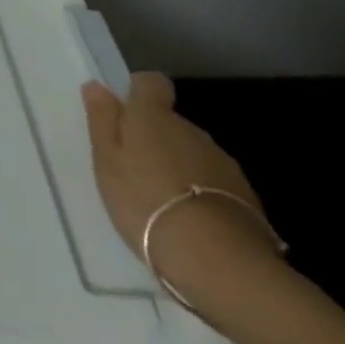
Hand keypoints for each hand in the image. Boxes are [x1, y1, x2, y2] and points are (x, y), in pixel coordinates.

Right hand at [82, 72, 282, 307]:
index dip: (139, 92)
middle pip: (171, 122)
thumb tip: (97, 86)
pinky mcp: (247, 198)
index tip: (126, 113)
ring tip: (163, 200)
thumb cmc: (145, 200)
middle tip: (135, 169)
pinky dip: (201, 192)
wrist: (218, 260)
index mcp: (153, 116)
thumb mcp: (106, 160)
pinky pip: (215, 183)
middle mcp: (191, 130)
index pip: (151, 83)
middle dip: (156, 138)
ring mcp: (223, 163)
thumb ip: (102, 120)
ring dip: (179, 166)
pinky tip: (191, 220)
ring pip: (193, 153)